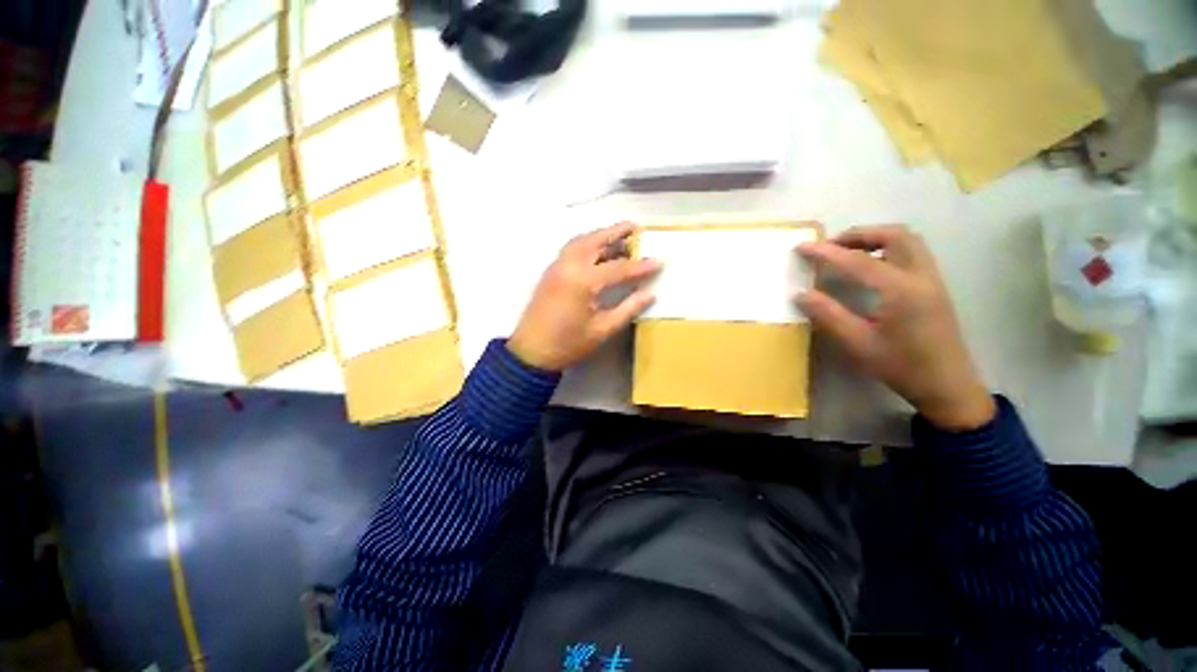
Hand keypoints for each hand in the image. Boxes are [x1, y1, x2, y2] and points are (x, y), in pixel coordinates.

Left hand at [509, 223, 661, 370]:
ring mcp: (557, 266)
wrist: (531, 352)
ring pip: (581, 241)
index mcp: (583, 281)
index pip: (619, 268)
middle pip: (596, 241)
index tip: (660, 261)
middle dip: (616, 232)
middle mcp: (569, 266)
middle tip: (635, 227)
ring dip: (600, 235)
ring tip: (618, 235)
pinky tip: (597, 250)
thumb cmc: (568, 344)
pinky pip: (571, 248)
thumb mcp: (603, 329)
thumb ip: (628, 308)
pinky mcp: (550, 272)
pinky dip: (587, 243)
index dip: (640, 266)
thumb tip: (650, 294)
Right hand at [796, 225, 995, 430]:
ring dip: (876, 238)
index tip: (801, 247)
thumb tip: (800, 294)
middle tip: (831, 246)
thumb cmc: (901, 367)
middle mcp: (921, 276)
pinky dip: (888, 249)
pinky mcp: (935, 287)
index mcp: (901, 290)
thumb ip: (828, 315)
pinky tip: (871, 267)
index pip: (858, 261)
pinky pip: (913, 253)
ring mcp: (932, 280)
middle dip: (859, 234)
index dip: (826, 252)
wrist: (948, 386)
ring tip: (848, 252)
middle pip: (894, 235)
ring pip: (908, 241)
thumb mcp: (858, 344)